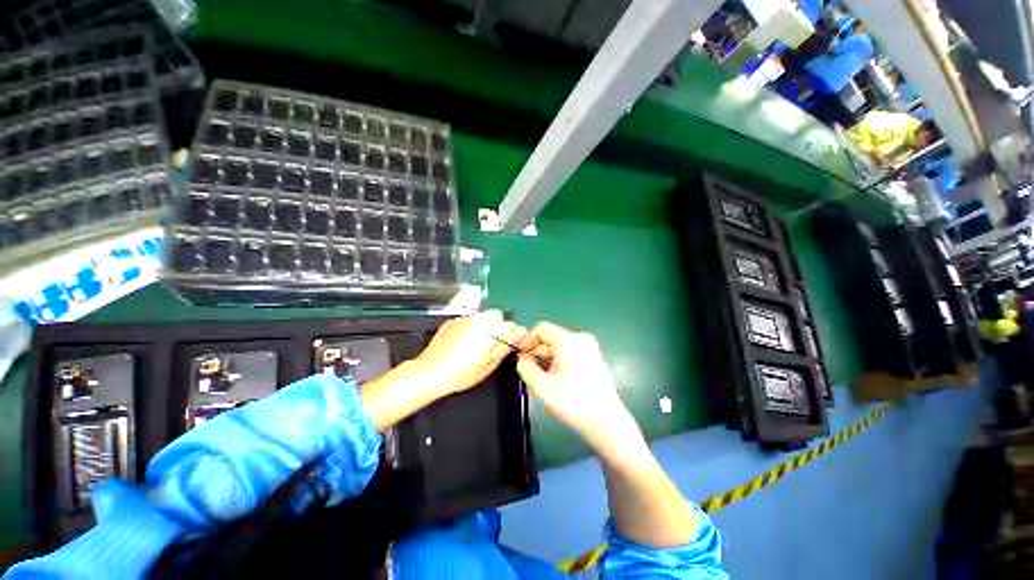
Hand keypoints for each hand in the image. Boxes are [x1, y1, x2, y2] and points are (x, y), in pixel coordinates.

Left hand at [414, 309, 522, 395]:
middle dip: (501, 325)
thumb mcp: (488, 366)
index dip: (516, 333)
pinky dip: (471, 327)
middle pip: (497, 315)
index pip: (511, 326)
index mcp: (489, 330)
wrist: (430, 372)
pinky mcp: (451, 321)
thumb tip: (515, 339)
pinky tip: (464, 341)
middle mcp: (477, 320)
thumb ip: (503, 349)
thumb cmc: (461, 374)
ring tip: (479, 342)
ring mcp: (463, 319)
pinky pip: (468, 320)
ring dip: (486, 325)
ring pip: (483, 316)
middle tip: (496, 341)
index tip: (516, 341)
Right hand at [516, 323, 633, 448]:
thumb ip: (526, 368)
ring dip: (547, 362)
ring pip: (559, 348)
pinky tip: (555, 383)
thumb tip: (523, 360)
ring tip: (540, 383)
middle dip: (537, 355)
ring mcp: (590, 348)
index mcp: (569, 340)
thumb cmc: (573, 402)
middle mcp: (581, 338)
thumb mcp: (542, 387)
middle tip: (529, 375)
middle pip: (551, 339)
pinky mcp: (594, 359)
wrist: (607, 422)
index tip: (521, 358)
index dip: (527, 341)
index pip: (541, 329)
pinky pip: (570, 354)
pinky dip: (559, 364)